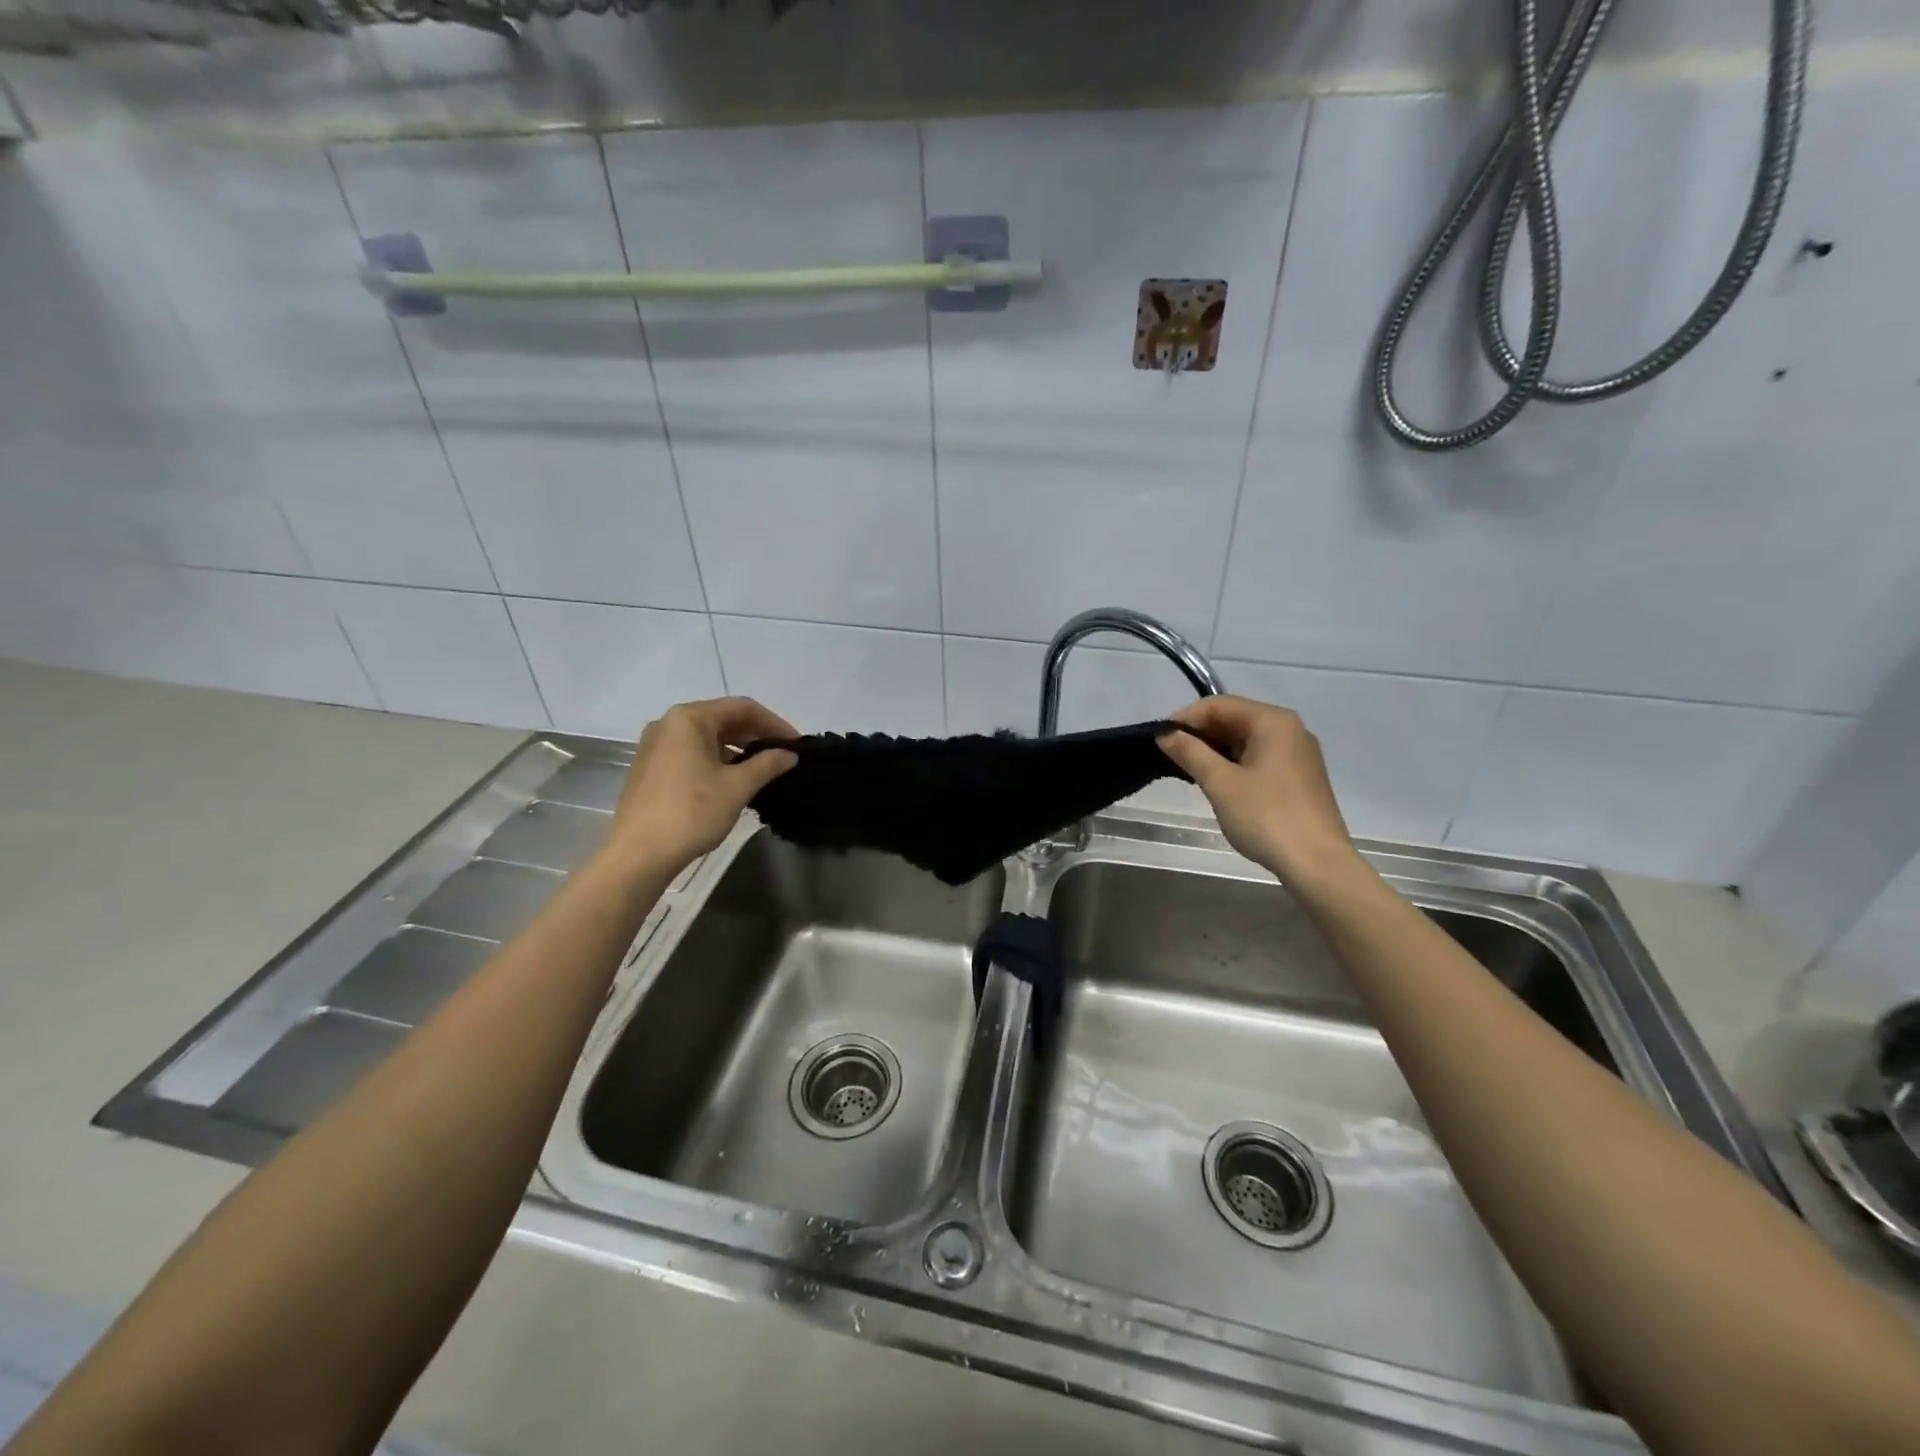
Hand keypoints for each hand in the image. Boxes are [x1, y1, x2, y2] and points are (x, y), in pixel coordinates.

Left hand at [608, 697, 798, 871]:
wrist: (639, 854)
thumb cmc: (691, 812)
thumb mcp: (737, 787)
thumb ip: (767, 764)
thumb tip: (789, 754)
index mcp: (689, 718)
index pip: (742, 708)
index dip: (774, 723)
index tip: (796, 744)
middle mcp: (669, 724)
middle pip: (723, 719)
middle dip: (756, 735)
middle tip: (783, 755)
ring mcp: (656, 746)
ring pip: (707, 738)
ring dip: (738, 749)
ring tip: (763, 769)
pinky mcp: (651, 768)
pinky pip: (692, 753)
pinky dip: (717, 760)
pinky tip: (734, 780)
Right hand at [1157, 696, 1357, 883]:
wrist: (1317, 863)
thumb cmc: (1266, 816)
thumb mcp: (1220, 783)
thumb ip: (1190, 753)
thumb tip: (1165, 734)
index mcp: (1272, 721)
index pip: (1219, 705)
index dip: (1185, 718)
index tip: (1159, 738)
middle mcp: (1290, 729)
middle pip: (1235, 718)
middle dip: (1200, 733)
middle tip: (1169, 754)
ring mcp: (1298, 754)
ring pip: (1247, 739)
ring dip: (1215, 749)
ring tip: (1187, 768)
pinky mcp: (1300, 776)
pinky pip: (1259, 757)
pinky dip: (1234, 763)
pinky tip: (1216, 781)